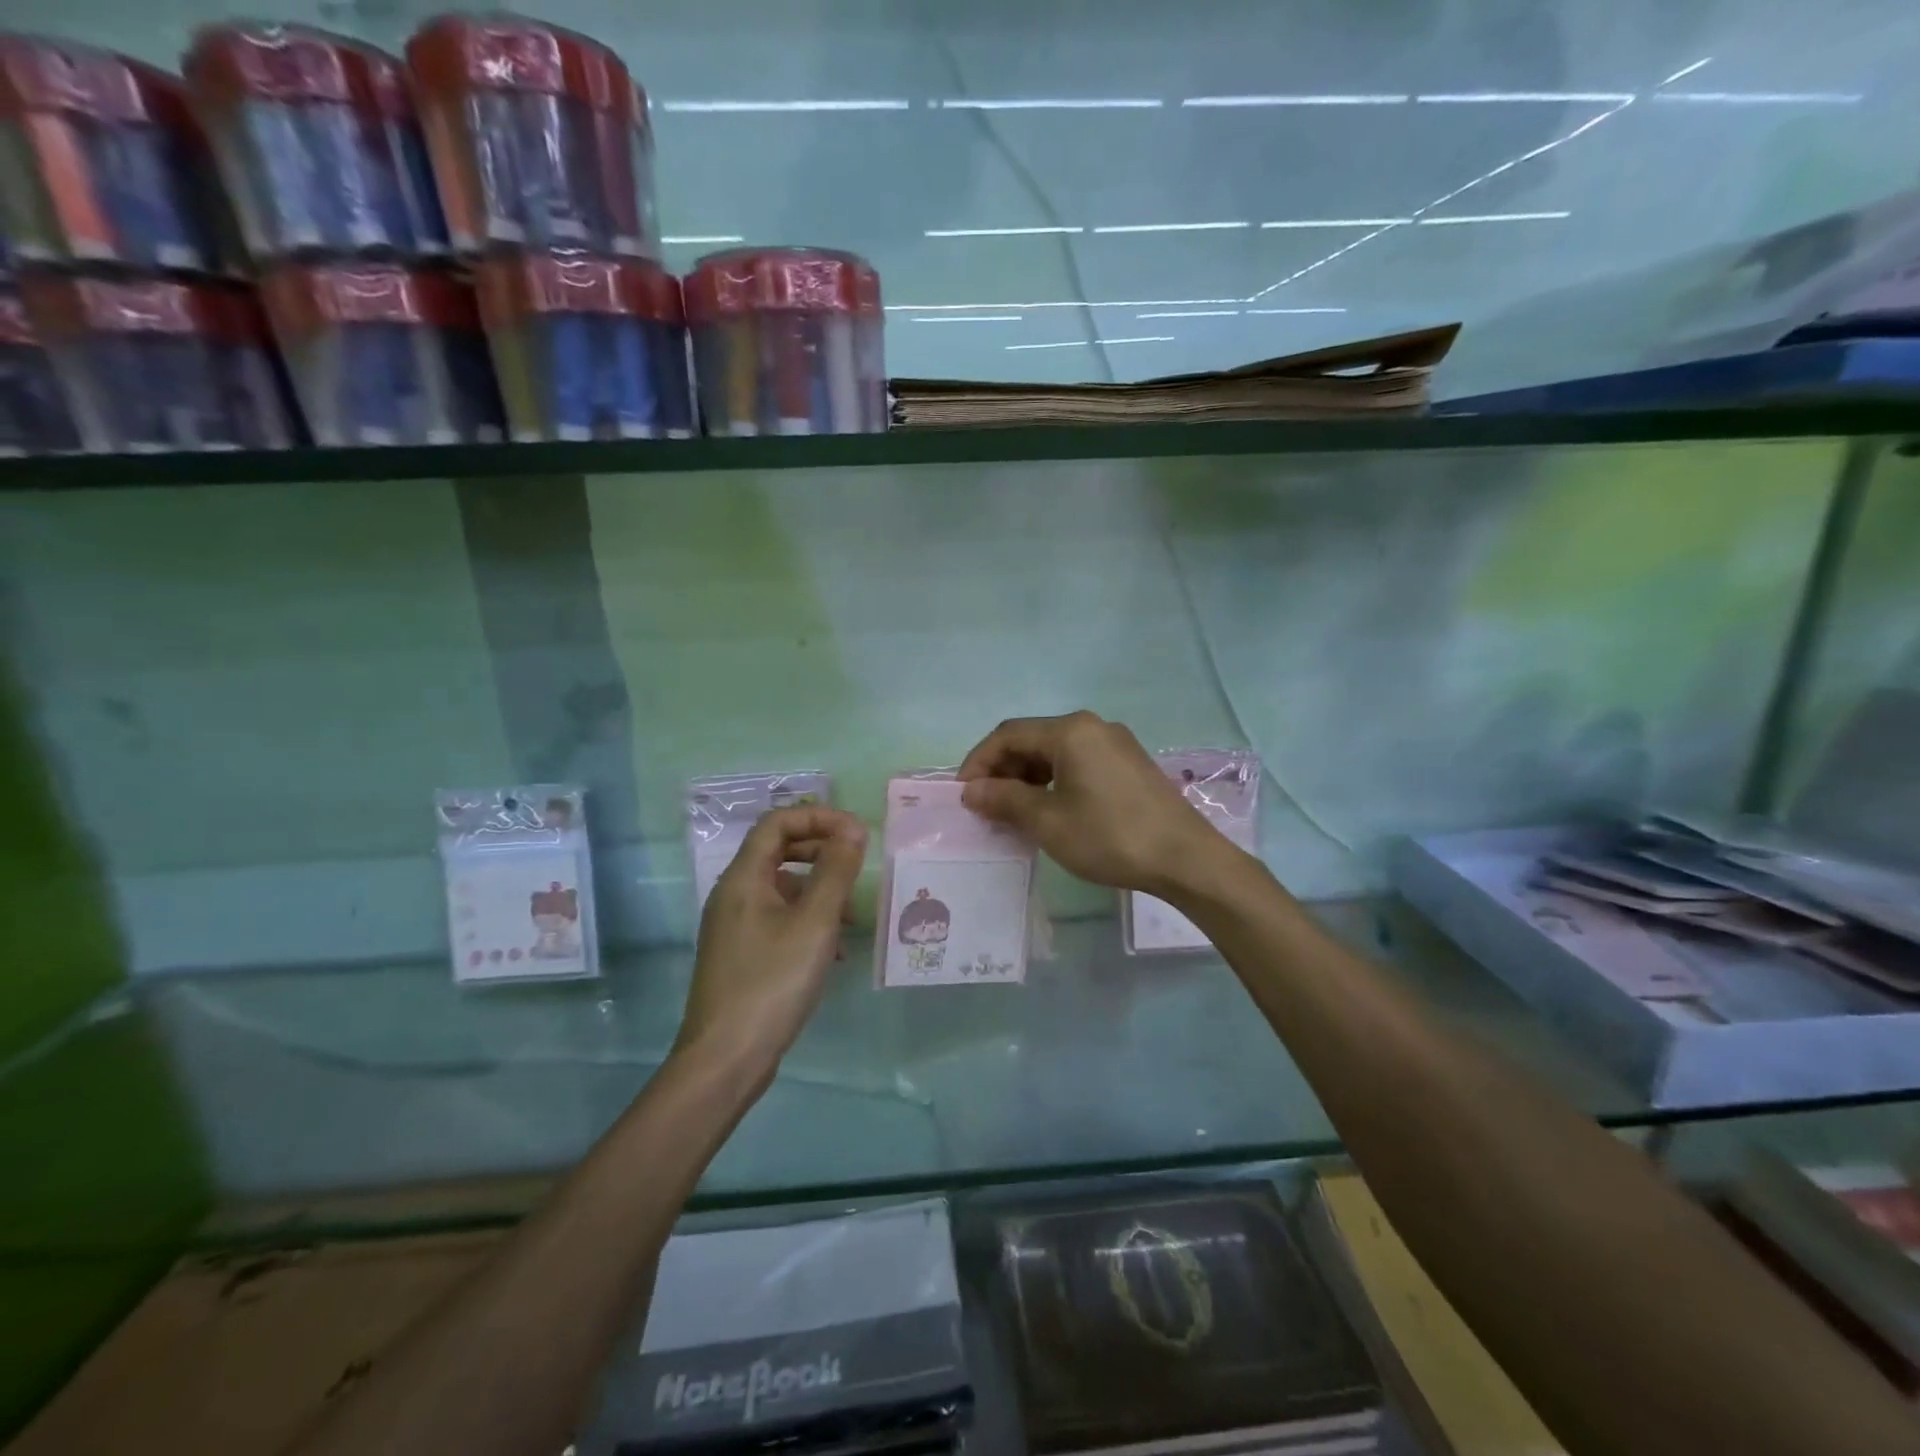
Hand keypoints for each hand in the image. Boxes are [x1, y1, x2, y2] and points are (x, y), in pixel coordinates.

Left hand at [677, 806, 866, 1074]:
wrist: (725, 1059)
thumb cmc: (772, 983)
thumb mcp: (814, 923)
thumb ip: (836, 871)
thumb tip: (853, 829)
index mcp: (744, 878)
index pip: (777, 822)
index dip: (818, 817)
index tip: (856, 833)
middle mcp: (733, 894)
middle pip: (778, 850)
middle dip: (821, 851)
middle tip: (856, 866)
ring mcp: (734, 926)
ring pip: (782, 888)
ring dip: (819, 890)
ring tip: (851, 917)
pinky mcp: (741, 954)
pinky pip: (778, 919)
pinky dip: (808, 921)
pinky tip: (833, 951)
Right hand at [956, 711, 1235, 895]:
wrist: (1185, 859)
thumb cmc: (1110, 837)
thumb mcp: (1048, 821)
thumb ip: (1005, 799)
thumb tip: (971, 791)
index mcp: (1071, 731)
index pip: (1008, 735)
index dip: (979, 762)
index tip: (963, 794)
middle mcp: (1092, 727)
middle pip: (1032, 740)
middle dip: (1003, 771)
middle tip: (985, 807)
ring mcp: (1114, 744)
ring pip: (1055, 753)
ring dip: (1027, 778)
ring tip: (1012, 813)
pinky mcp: (1128, 763)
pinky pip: (1078, 763)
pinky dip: (1053, 782)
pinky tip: (1048, 810)